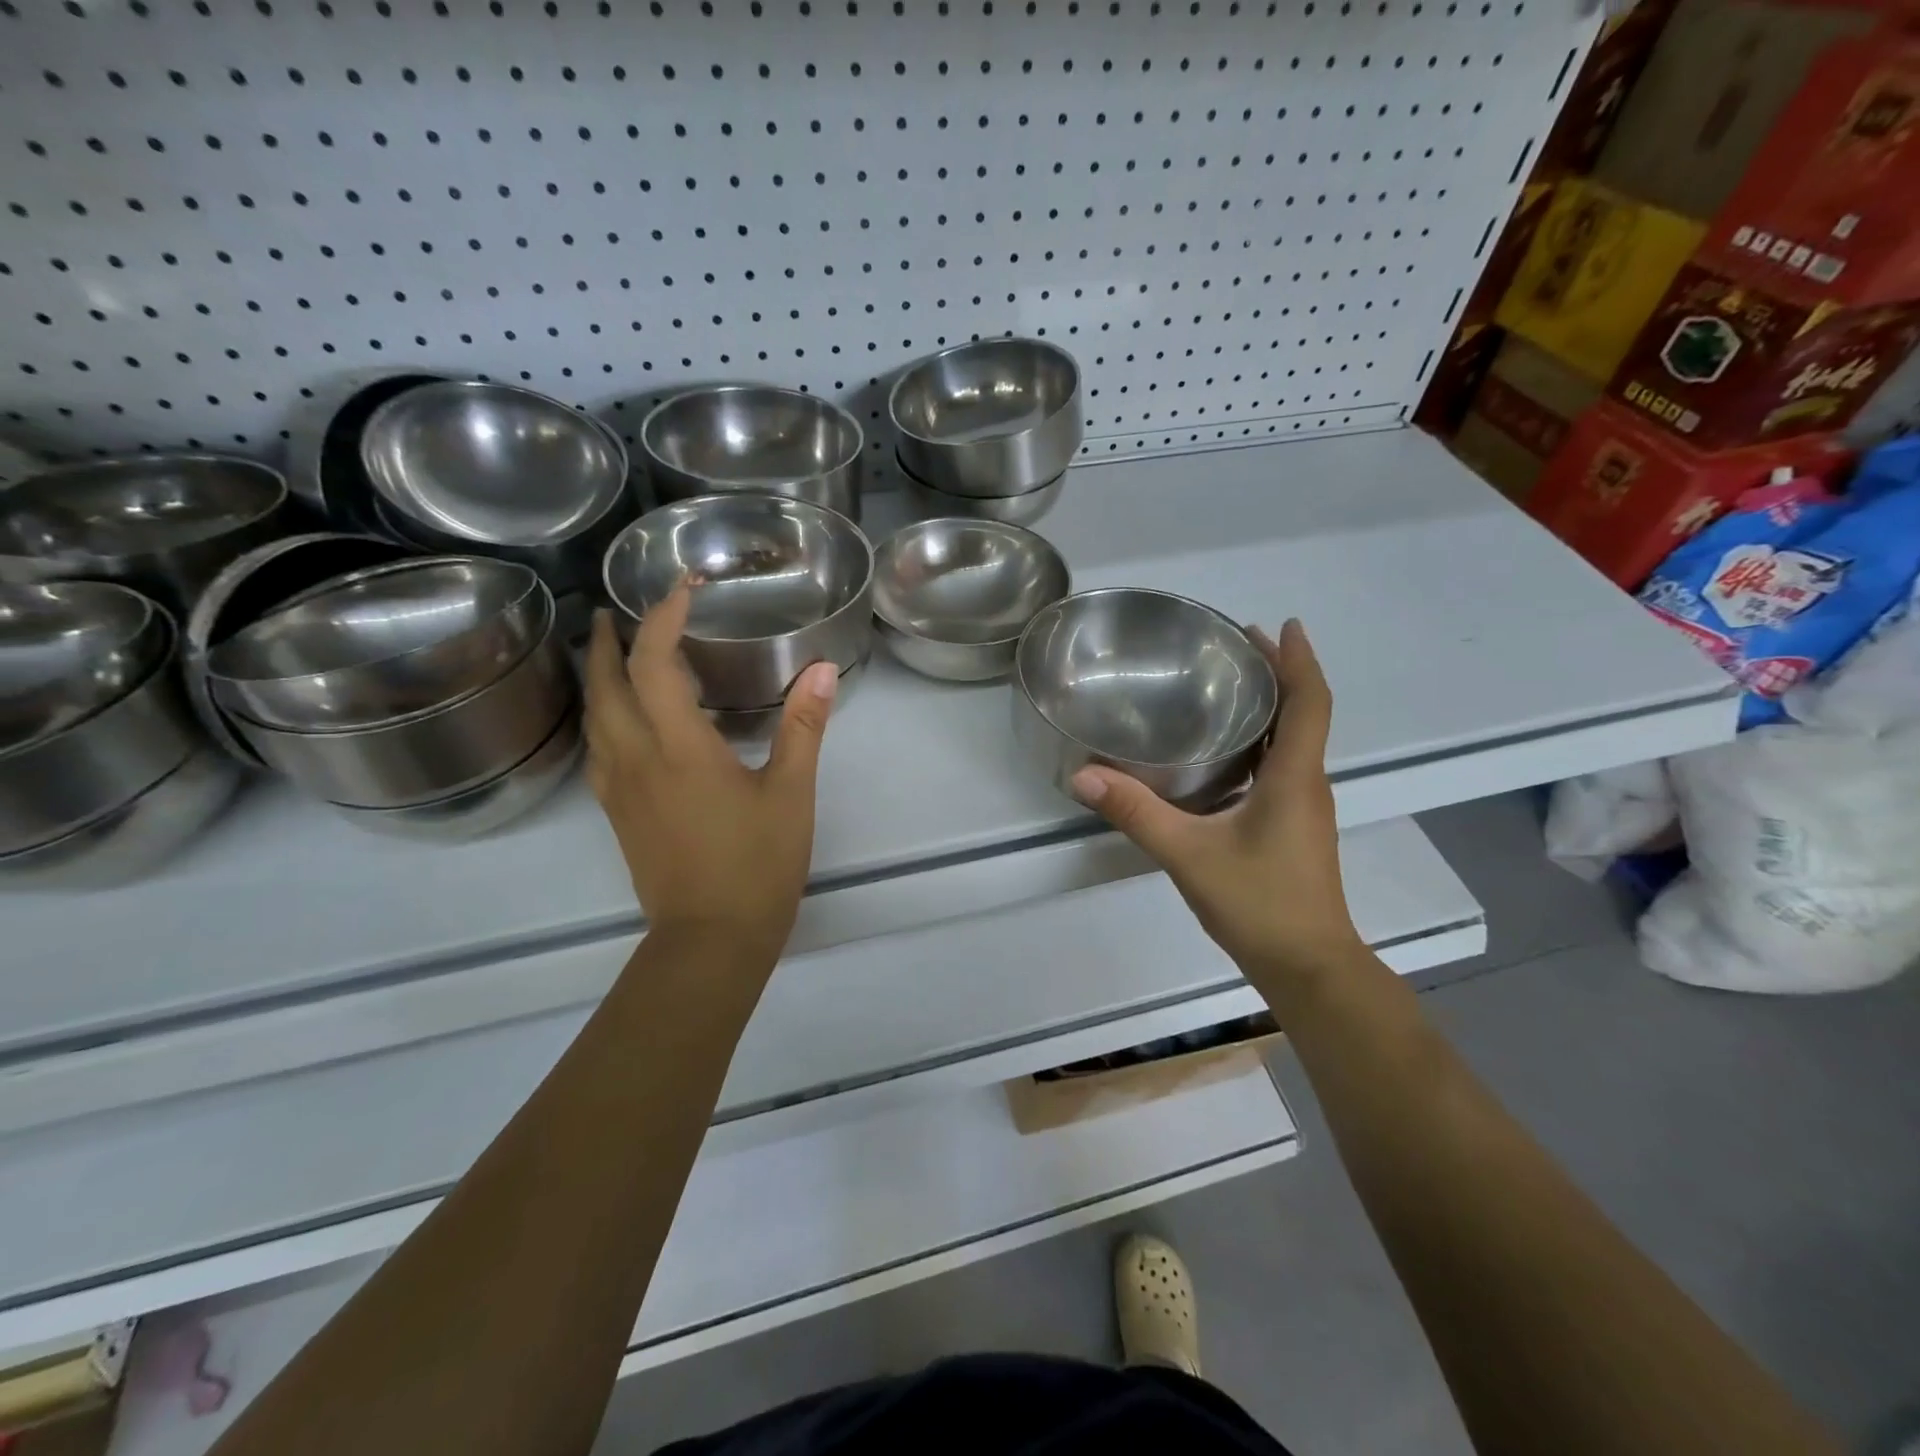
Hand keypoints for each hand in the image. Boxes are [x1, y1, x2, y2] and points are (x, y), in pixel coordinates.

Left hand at [584, 583, 836, 966]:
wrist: (710, 940)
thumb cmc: (757, 865)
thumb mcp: (791, 794)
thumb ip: (803, 728)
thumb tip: (821, 671)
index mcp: (678, 747)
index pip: (654, 663)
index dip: (663, 618)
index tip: (684, 588)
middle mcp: (635, 758)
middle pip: (603, 683)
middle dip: (607, 640)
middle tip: (618, 612)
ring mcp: (618, 789)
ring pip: (592, 716)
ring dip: (597, 676)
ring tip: (613, 654)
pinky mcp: (618, 813)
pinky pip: (596, 747)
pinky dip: (602, 715)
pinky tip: (621, 720)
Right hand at [1071, 619, 1364, 999]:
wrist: (1308, 967)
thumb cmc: (1259, 903)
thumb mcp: (1187, 854)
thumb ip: (1135, 813)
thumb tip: (1083, 775)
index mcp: (1294, 777)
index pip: (1309, 702)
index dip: (1299, 659)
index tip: (1282, 625)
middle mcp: (1307, 783)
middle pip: (1304, 713)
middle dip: (1278, 674)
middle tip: (1235, 645)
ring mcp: (1303, 808)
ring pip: (1293, 742)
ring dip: (1270, 708)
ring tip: (1226, 687)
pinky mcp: (1293, 828)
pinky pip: (1281, 768)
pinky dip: (1260, 743)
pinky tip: (1223, 753)